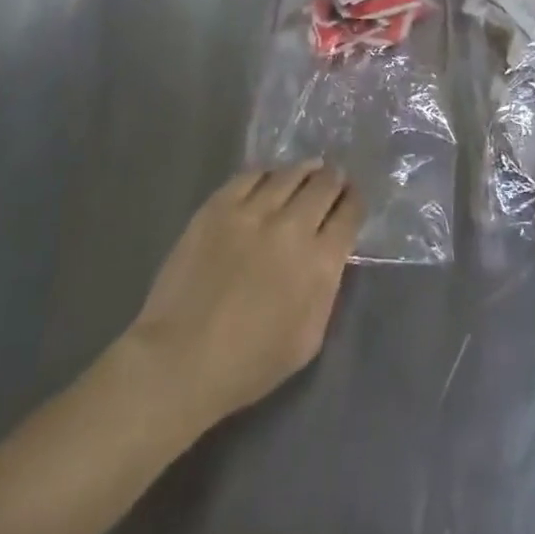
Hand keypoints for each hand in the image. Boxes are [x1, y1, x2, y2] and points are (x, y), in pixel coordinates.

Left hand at [125, 162, 362, 427]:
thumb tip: (330, 255)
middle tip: (334, 177)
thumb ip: (326, 289)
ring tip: (308, 169)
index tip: (352, 199)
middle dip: (333, 180)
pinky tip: (269, 179)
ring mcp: (253, 211)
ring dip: (305, 171)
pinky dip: (266, 175)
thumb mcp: (308, 338)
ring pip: (289, 174)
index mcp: (319, 263)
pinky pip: (251, 175)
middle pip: (323, 185)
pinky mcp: (219, 205)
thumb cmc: (249, 363)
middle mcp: (292, 227)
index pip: (349, 214)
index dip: (354, 202)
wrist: (181, 358)